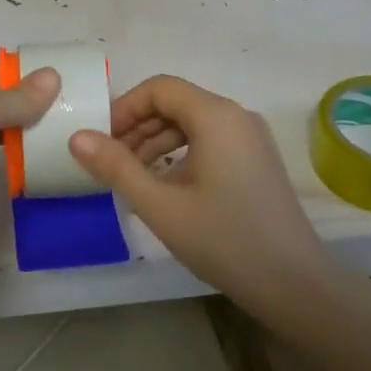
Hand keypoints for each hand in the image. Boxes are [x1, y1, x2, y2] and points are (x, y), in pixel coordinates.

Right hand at [69, 75, 330, 300]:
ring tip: (132, 178)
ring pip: (193, 123)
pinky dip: (181, 153)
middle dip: (138, 127)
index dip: (124, 108)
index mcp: (216, 116)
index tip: (100, 141)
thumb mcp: (159, 205)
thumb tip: (76, 137)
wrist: (293, 283)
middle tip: (110, 162)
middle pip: (177, 103)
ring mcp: (251, 137)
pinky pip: (211, 140)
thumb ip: (116, 167)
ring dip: (157, 141)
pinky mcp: (257, 159)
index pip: (159, 88)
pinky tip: (165, 186)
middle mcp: (237, 115)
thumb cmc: (223, 240)